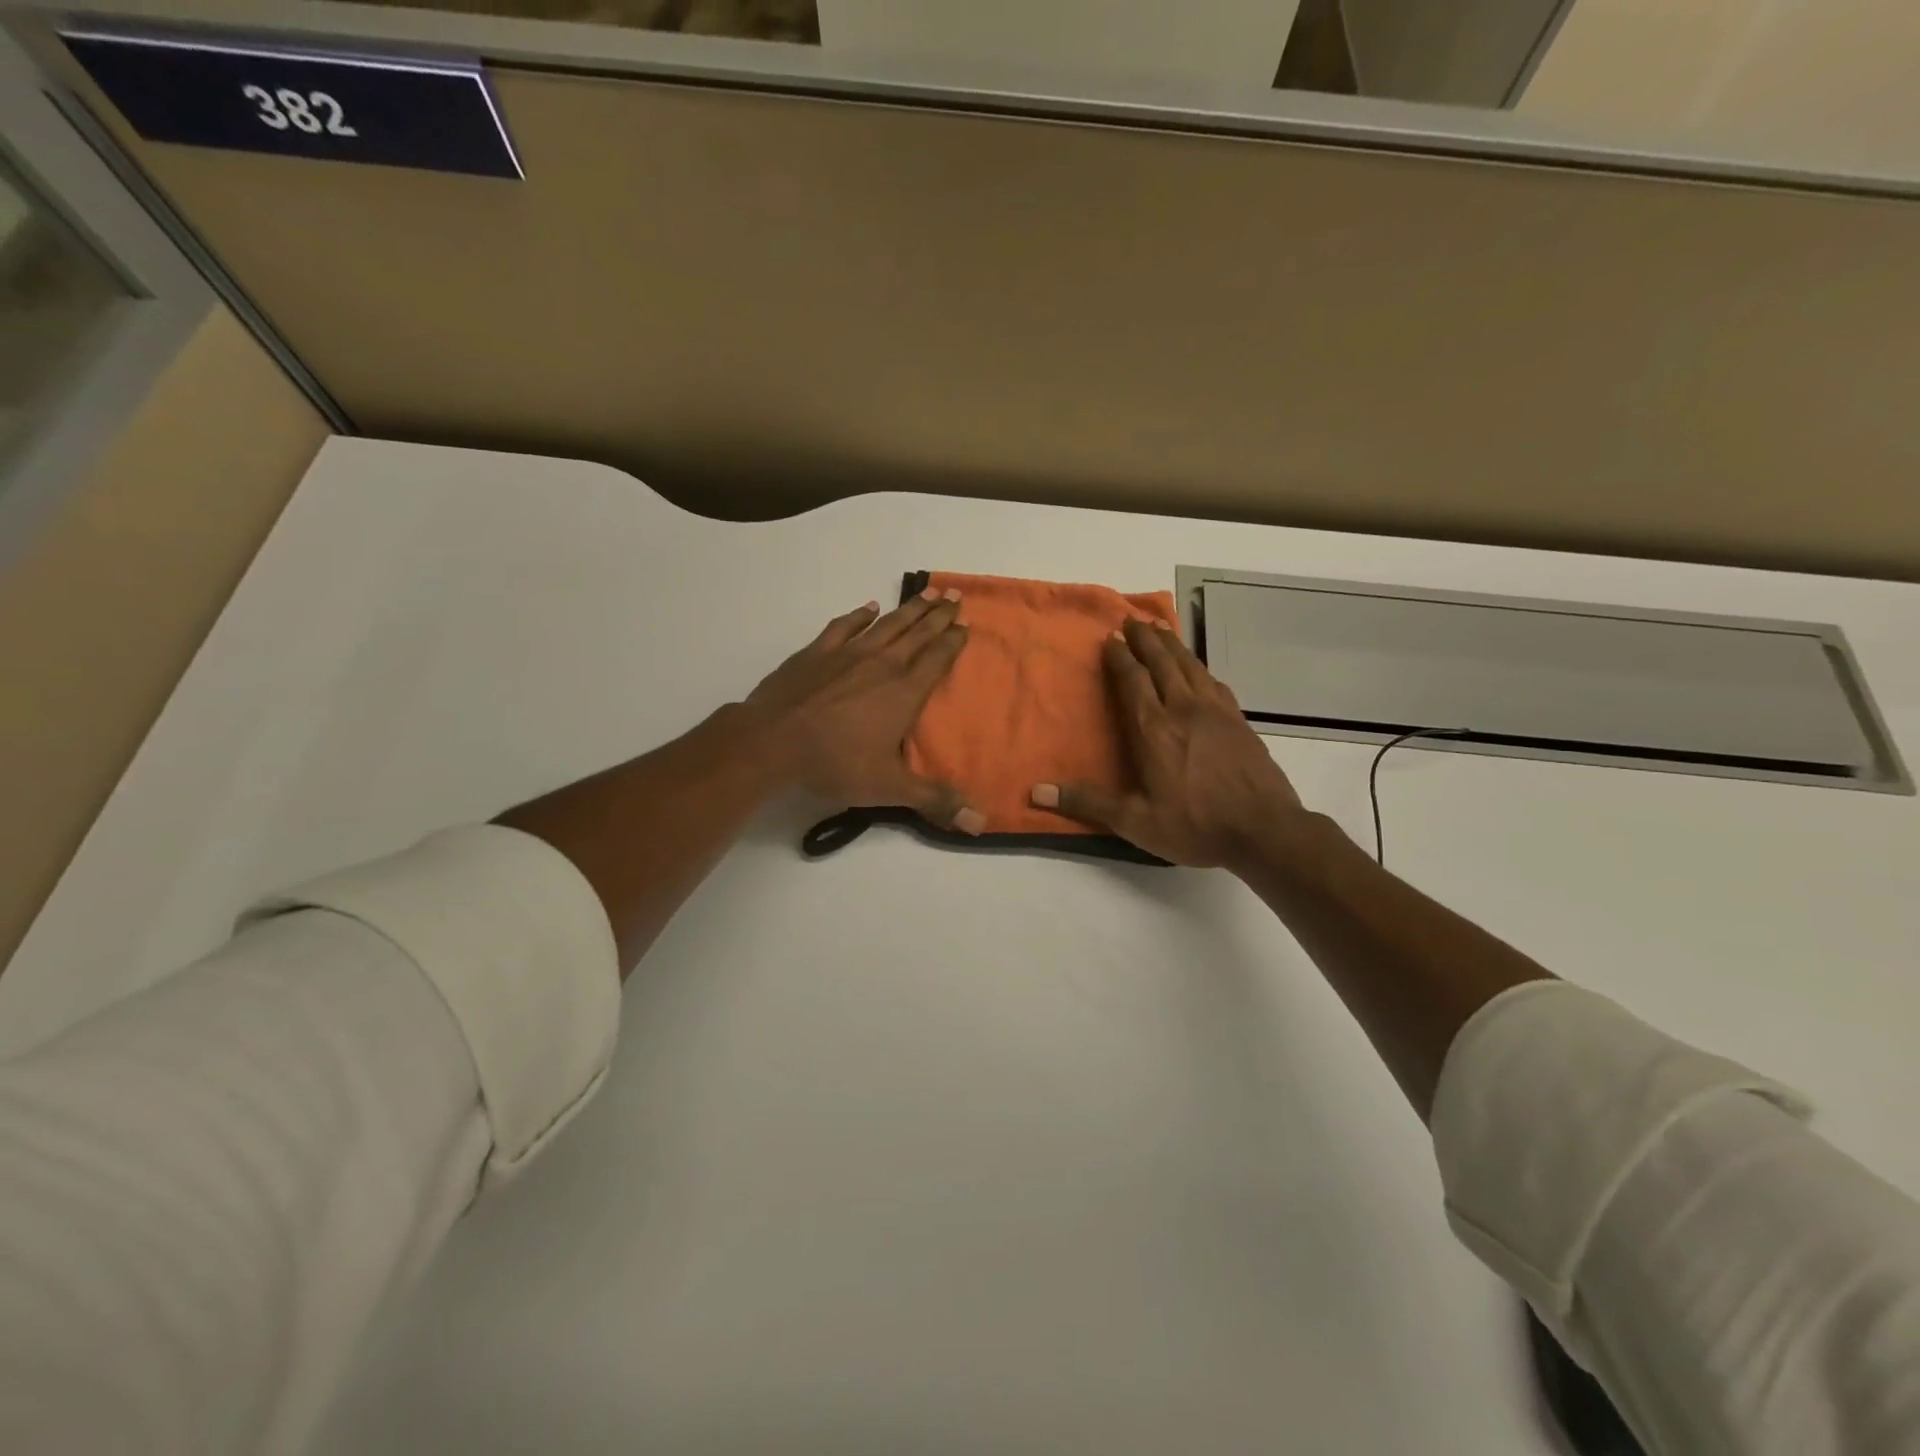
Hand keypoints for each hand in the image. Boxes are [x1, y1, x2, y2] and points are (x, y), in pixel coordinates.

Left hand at [746, 589, 983, 831]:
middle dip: (938, 616)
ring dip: (908, 609)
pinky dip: (859, 615)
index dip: (953, 641)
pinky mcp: (816, 652)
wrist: (772, 742)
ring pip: (887, 625)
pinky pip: (844, 626)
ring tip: (926, 593)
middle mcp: (881, 665)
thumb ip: (935, 800)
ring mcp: (847, 654)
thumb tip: (981, 822)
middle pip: (917, 634)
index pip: (936, 660)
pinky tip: (869, 607)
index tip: (966, 624)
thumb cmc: (835, 763)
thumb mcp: (889, 788)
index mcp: (903, 692)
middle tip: (954, 597)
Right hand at [1031, 619, 1304, 869]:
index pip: (1133, 680)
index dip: (1120, 657)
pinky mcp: (1239, 720)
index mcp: (1154, 729)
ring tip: (1159, 631)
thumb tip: (1037, 792)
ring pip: (1190, 666)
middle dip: (1145, 639)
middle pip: (1162, 662)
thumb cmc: (1194, 826)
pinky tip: (1198, 669)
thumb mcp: (1135, 821)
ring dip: (1172, 646)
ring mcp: (1216, 712)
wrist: (1264, 830)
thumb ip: (1087, 803)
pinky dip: (1199, 667)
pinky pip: (1213, 682)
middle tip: (1131, 620)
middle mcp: (1184, 709)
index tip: (1110, 638)